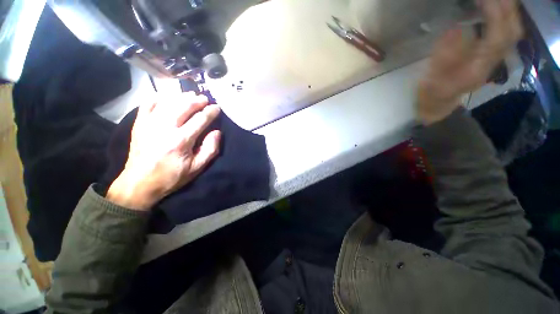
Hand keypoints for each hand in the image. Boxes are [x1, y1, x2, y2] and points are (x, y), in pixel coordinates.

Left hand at [107, 93, 220, 210]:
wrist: (139, 183)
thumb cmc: (172, 176)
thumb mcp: (197, 168)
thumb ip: (210, 149)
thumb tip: (217, 132)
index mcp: (181, 140)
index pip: (200, 119)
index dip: (210, 112)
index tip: (217, 107)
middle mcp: (165, 128)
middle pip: (184, 106)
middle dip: (197, 100)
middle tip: (205, 99)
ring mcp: (150, 124)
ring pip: (168, 103)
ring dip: (181, 97)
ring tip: (191, 95)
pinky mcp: (139, 124)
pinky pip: (148, 105)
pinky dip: (158, 98)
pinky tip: (166, 97)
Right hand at [417, 0, 522, 124]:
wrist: (440, 101)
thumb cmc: (433, 91)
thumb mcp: (432, 77)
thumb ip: (443, 56)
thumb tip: (455, 28)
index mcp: (478, 68)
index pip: (497, 38)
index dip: (494, 15)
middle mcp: (492, 61)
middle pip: (512, 32)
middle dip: (506, 9)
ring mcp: (495, 58)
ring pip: (513, 31)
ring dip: (508, 12)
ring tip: (495, 0)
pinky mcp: (492, 55)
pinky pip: (507, 33)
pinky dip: (506, 18)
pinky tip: (496, 9)